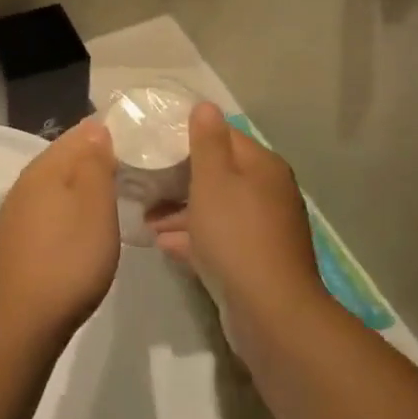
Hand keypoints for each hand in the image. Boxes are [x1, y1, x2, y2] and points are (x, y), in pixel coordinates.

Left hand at [0, 119, 119, 345]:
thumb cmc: (69, 258)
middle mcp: (26, 181)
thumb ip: (96, 162)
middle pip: (66, 156)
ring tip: (114, 194)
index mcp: (45, 167)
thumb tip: (96, 129)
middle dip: (96, 157)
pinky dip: (70, 207)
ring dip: (83, 184)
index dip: (108, 133)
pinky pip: (50, 207)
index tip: (136, 141)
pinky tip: (85, 224)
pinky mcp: (18, 238)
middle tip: (132, 168)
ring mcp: (18, 211)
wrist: (23, 321)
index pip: (79, 132)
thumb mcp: (95, 205)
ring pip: (57, 183)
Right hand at [147, 104, 325, 325]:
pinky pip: (220, 239)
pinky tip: (164, 244)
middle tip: (146, 185)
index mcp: (262, 166)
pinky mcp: (256, 261)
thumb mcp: (214, 180)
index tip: (156, 144)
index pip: (224, 136)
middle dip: (181, 179)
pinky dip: (194, 238)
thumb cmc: (236, 235)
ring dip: (183, 212)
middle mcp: (268, 192)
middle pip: (219, 175)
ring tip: (147, 219)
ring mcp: (264, 229)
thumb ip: (207, 141)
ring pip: (217, 209)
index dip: (190, 137)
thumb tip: (205, 105)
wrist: (271, 312)